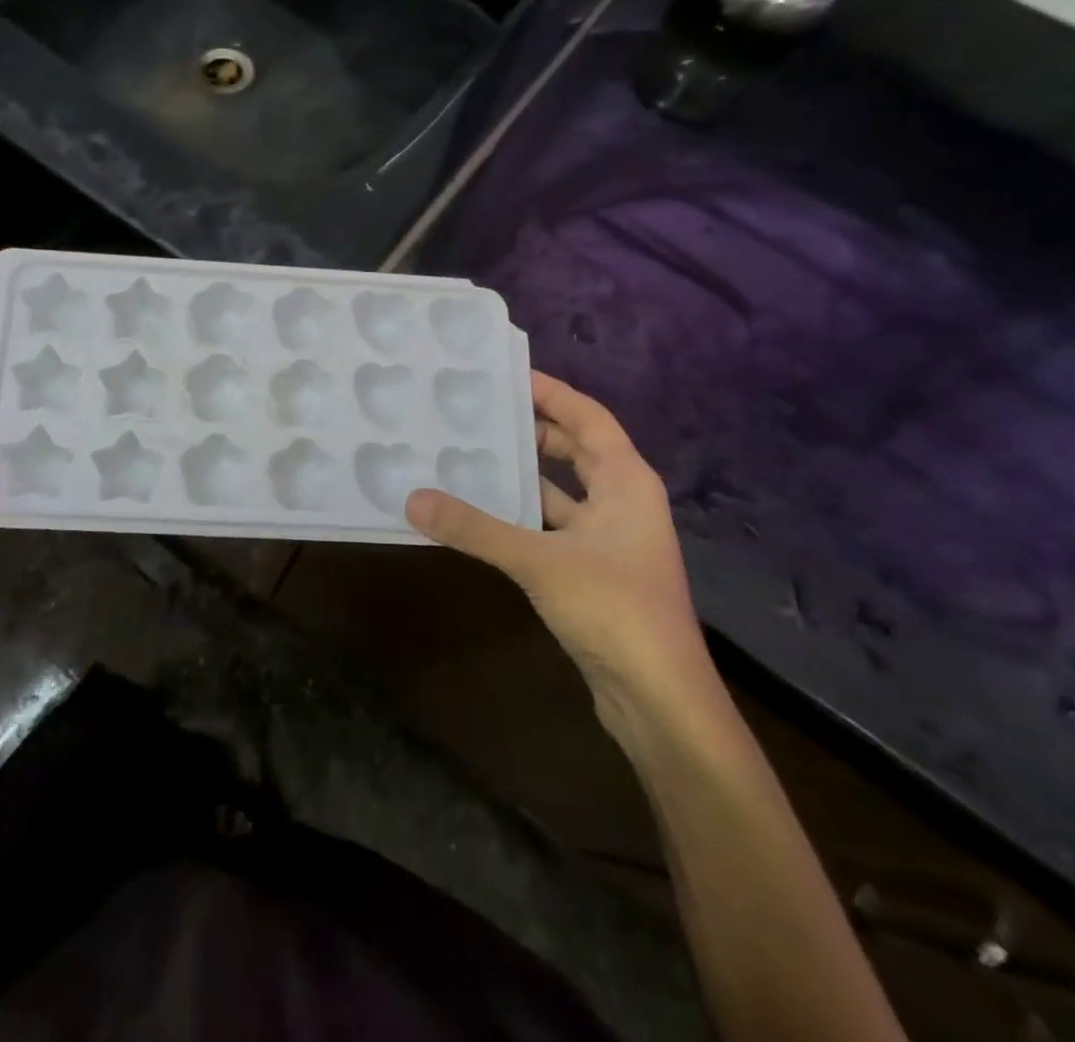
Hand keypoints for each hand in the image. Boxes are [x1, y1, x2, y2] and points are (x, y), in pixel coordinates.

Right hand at [406, 371, 710, 731]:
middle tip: (480, 411)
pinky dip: (522, 514)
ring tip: (472, 453)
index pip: (588, 417)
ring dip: (524, 473)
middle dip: (533, 427)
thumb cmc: (613, 609)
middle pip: (576, 448)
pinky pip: (553, 525)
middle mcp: (623, 502)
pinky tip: (483, 513)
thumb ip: (474, 528)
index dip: (551, 391)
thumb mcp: (538, 560)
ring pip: (563, 489)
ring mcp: (611, 540)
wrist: (661, 700)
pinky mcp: (595, 572)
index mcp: (627, 482)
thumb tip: (413, 500)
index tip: (506, 373)